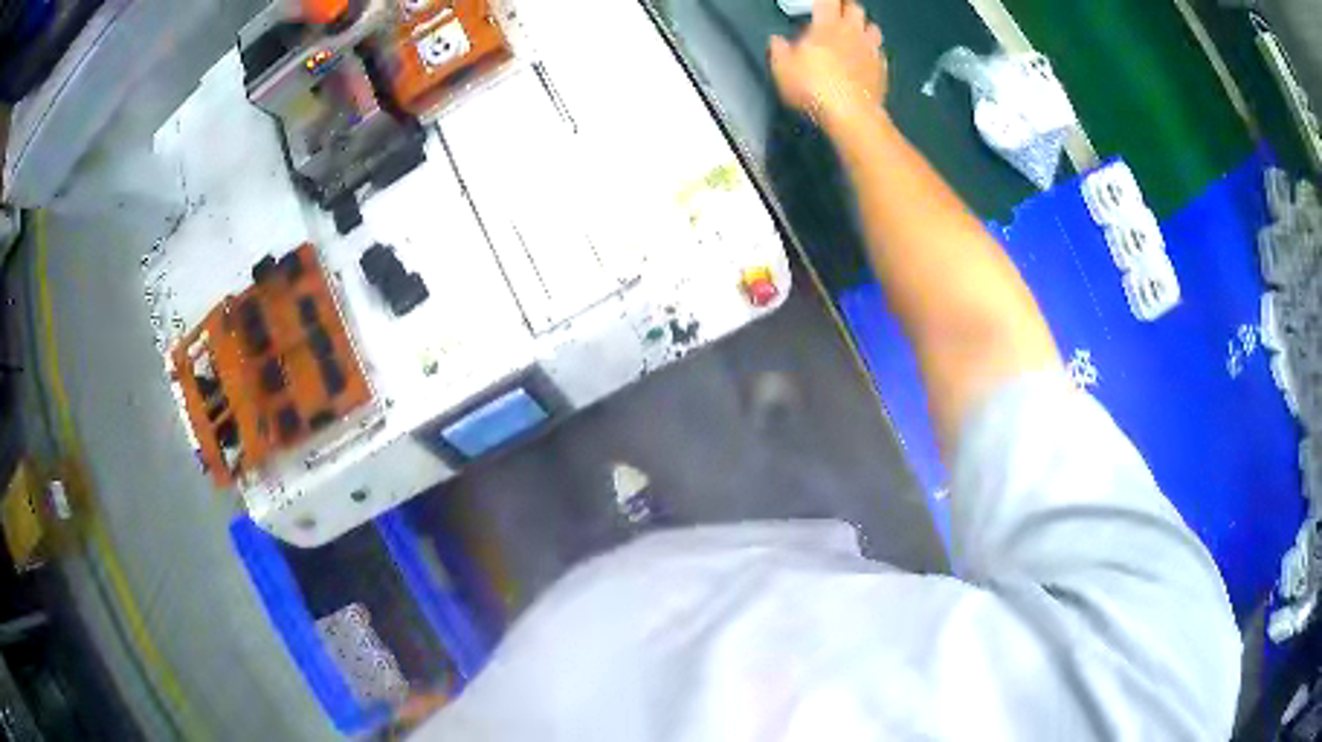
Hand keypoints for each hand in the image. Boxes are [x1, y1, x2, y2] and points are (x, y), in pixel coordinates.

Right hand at [768, 0, 886, 125]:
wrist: (851, 115)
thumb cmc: (813, 88)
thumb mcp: (782, 70)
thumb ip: (778, 50)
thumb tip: (777, 39)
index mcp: (827, 26)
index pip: (828, 0)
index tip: (820, 3)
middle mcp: (852, 32)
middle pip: (855, 7)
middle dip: (845, 6)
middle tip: (837, 12)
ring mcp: (871, 50)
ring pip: (873, 26)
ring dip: (863, 26)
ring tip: (855, 32)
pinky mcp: (882, 68)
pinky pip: (880, 51)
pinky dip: (873, 50)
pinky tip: (865, 57)